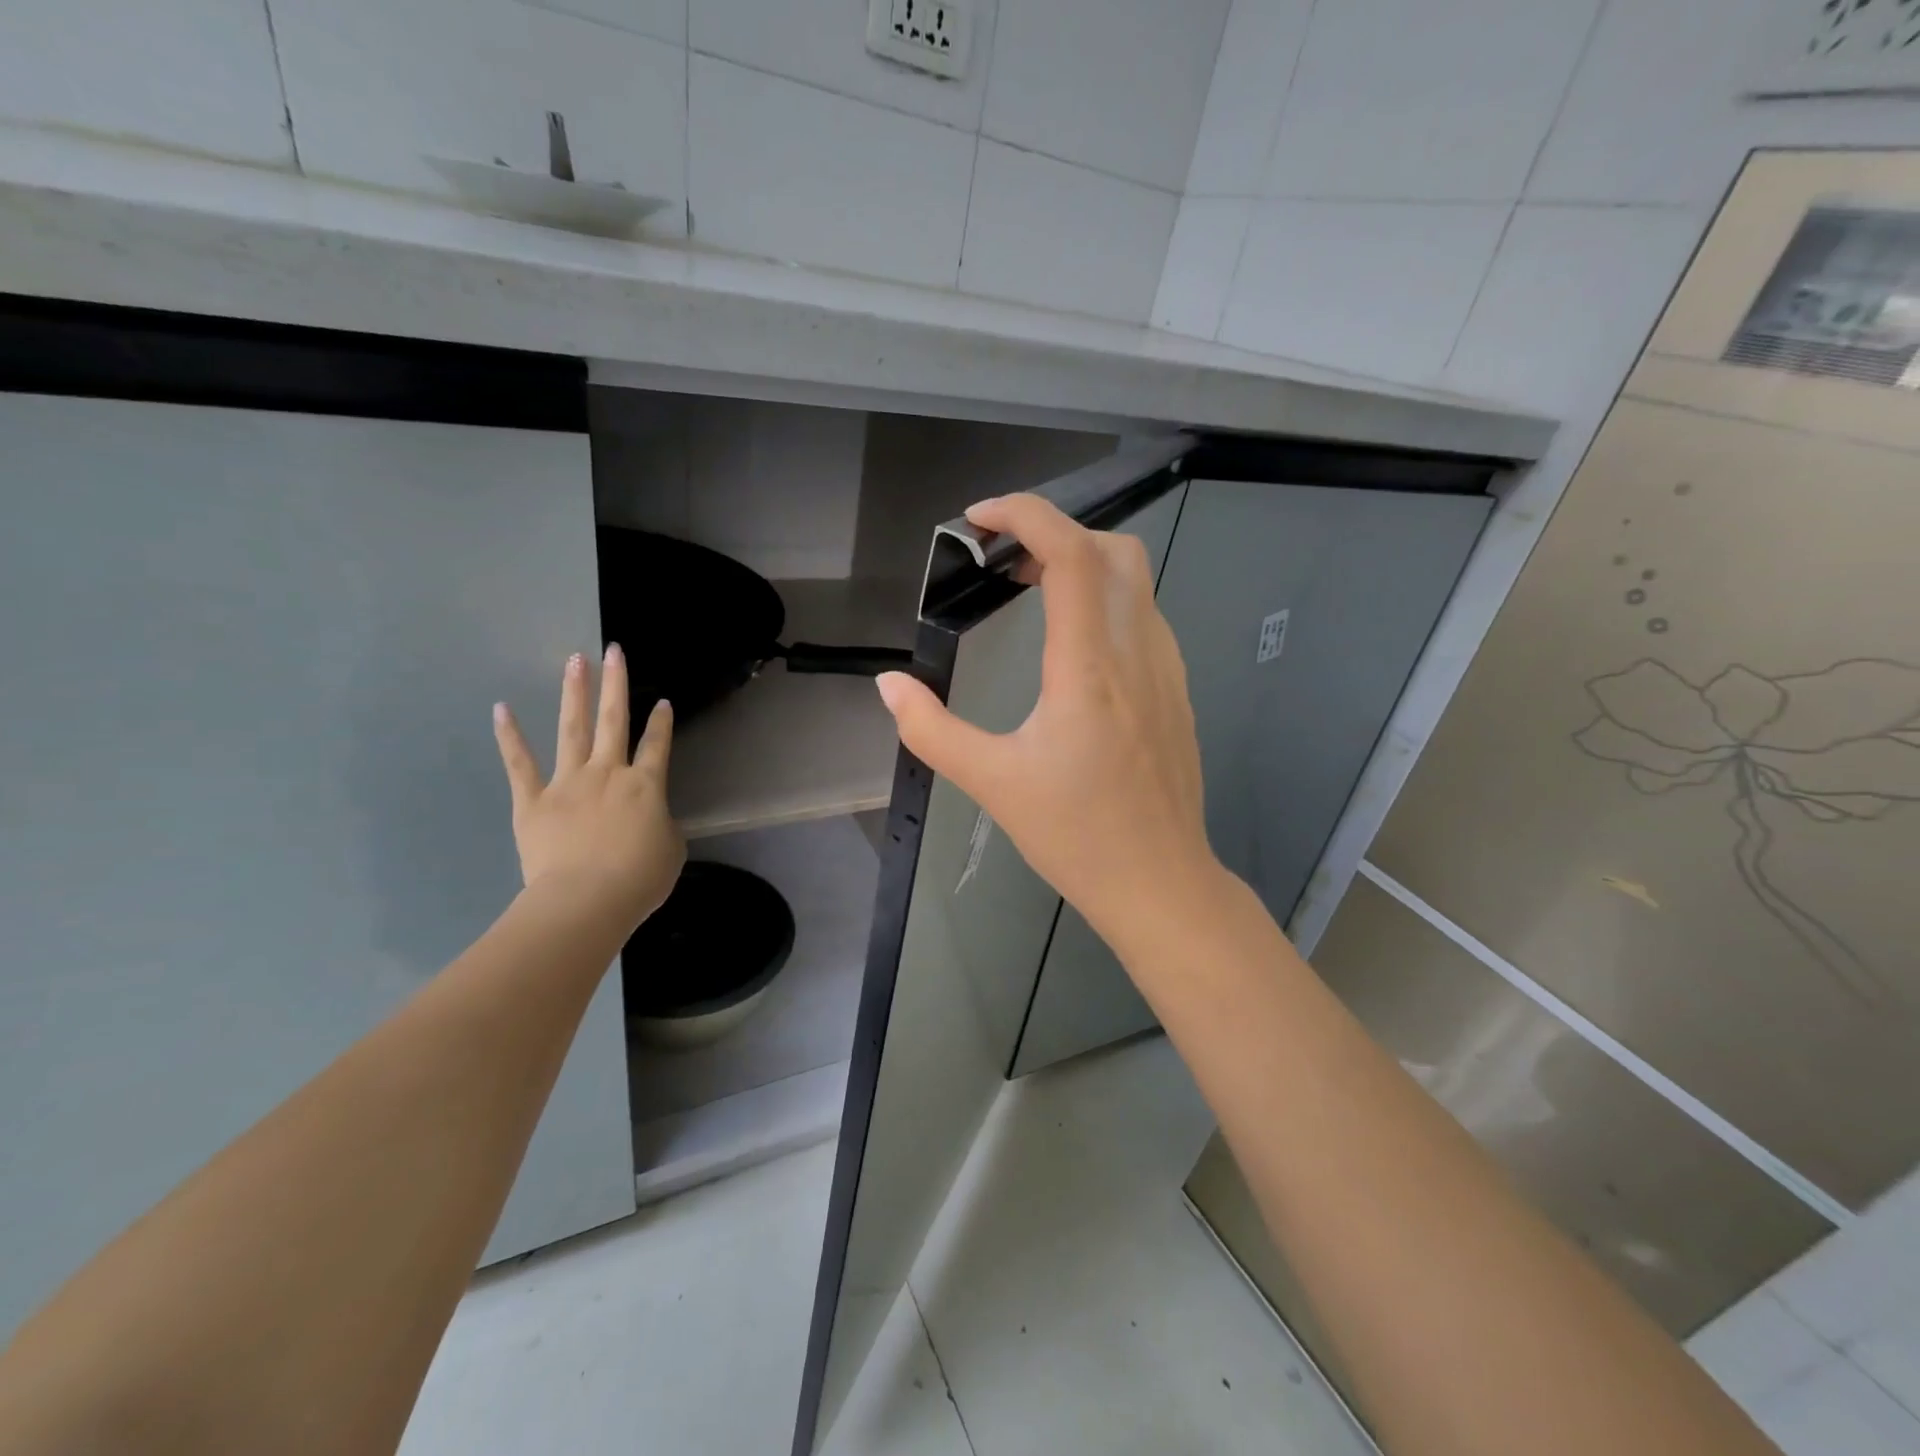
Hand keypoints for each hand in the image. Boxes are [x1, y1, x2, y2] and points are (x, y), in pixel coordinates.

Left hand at [493, 645, 684, 931]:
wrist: (585, 900)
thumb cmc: (637, 880)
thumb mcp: (670, 850)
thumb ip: (661, 825)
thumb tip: (650, 818)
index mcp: (646, 785)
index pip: (658, 745)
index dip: (662, 723)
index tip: (663, 702)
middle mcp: (608, 773)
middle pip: (614, 720)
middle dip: (615, 683)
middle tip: (613, 650)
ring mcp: (568, 782)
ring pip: (572, 728)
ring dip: (574, 693)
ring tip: (575, 661)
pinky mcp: (533, 800)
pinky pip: (520, 764)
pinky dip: (510, 736)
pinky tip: (501, 709)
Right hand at [875, 494, 1219, 947]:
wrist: (1161, 883)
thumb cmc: (1076, 835)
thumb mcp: (992, 783)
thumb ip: (930, 730)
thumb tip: (888, 686)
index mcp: (1089, 668)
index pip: (1070, 553)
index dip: (1025, 515)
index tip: (979, 520)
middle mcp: (1137, 652)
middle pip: (1111, 550)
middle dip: (1054, 534)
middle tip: (1002, 562)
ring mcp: (1167, 669)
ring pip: (1134, 579)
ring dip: (1082, 564)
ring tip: (1029, 592)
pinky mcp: (1177, 689)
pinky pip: (1144, 616)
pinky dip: (1105, 599)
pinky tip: (1072, 643)